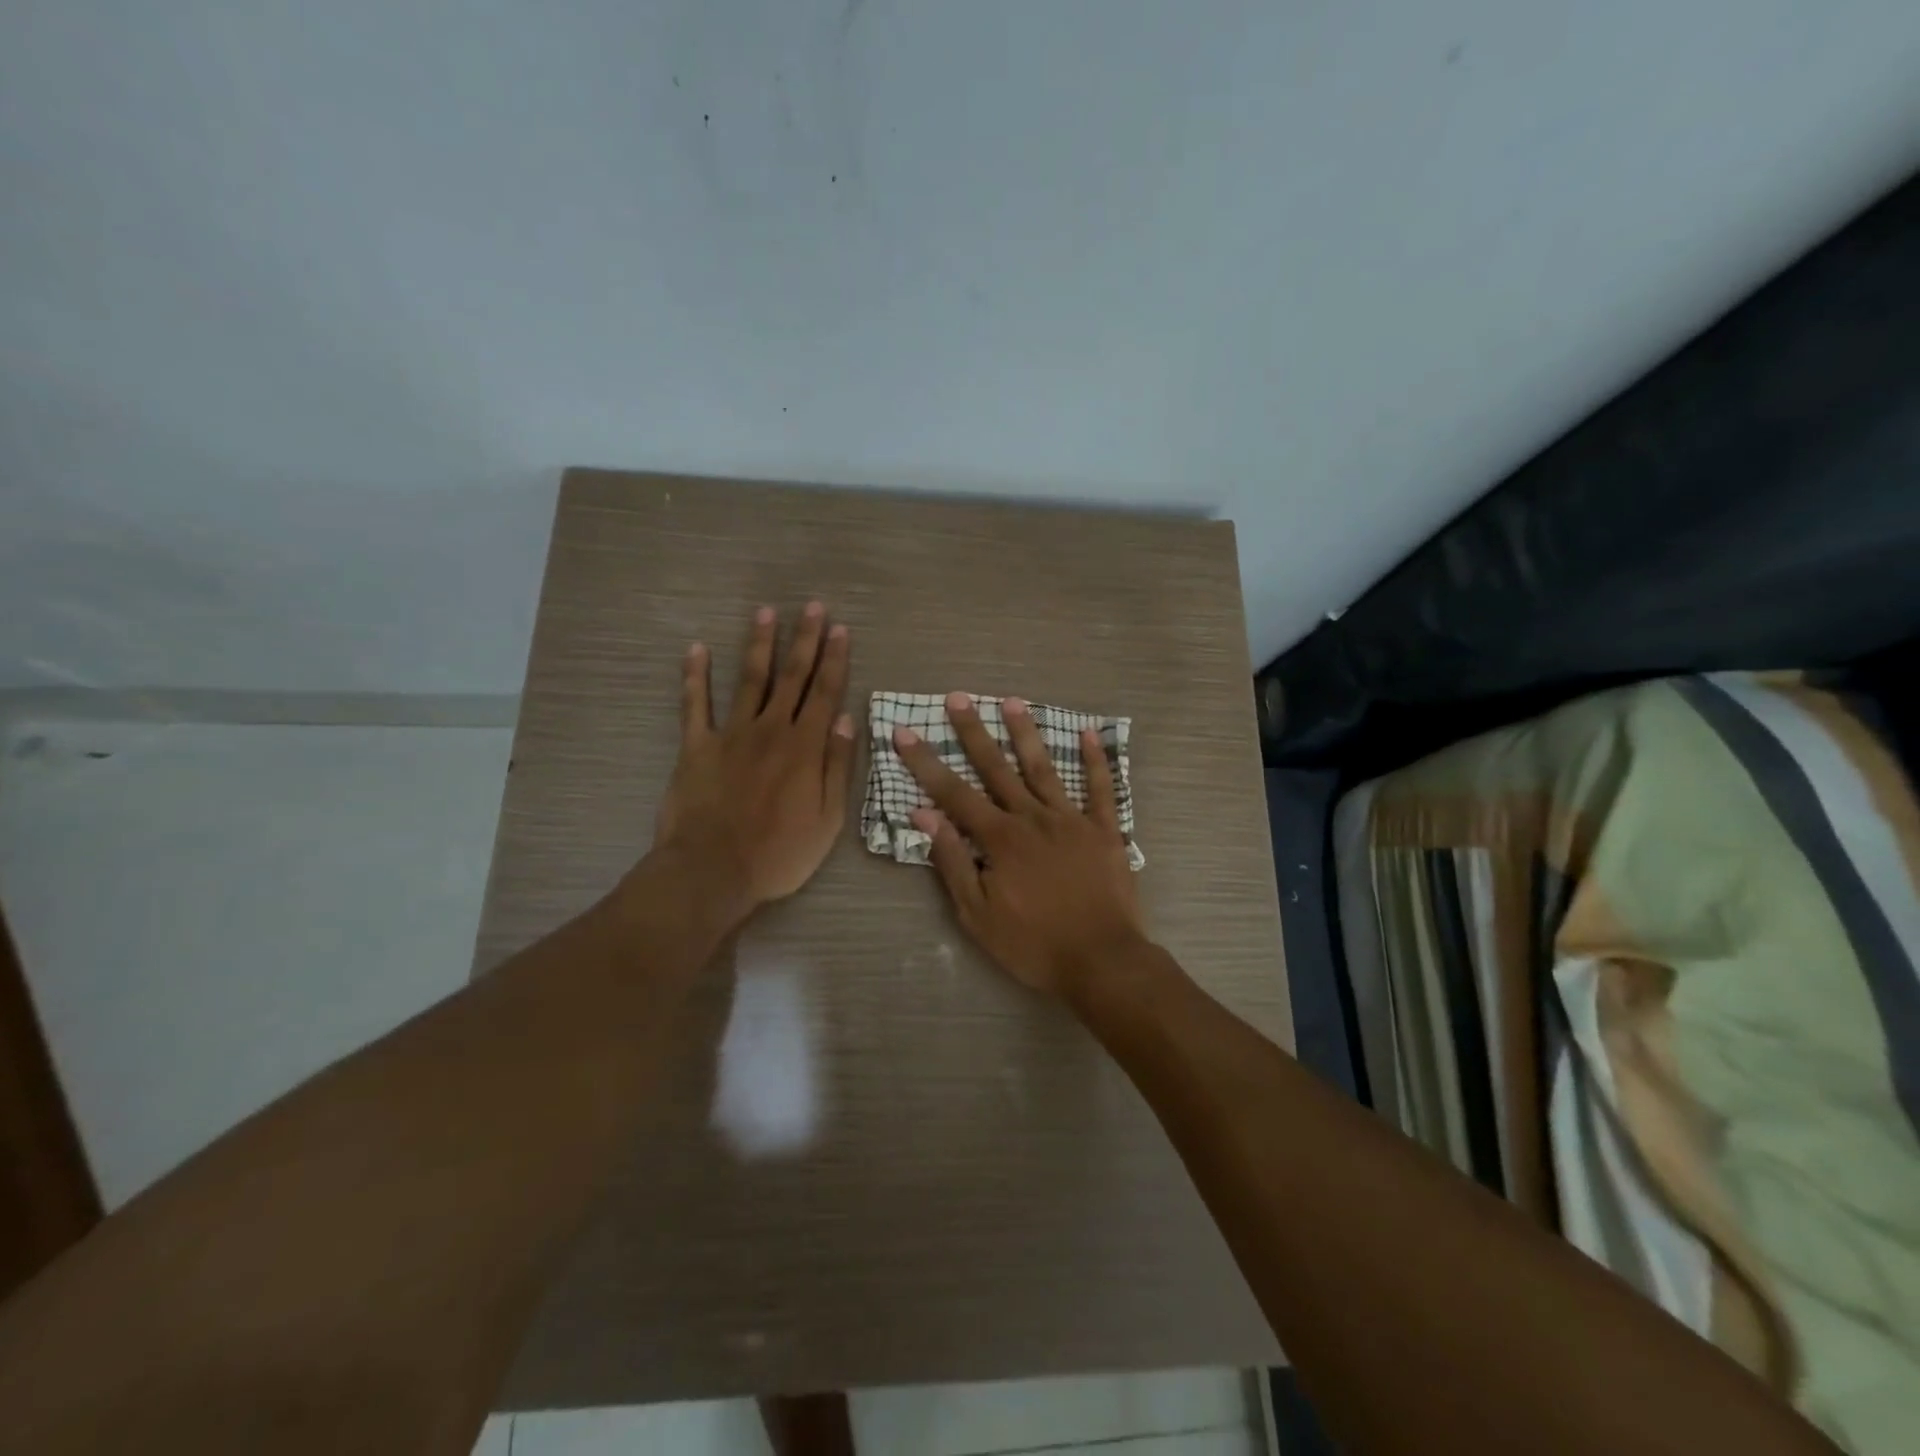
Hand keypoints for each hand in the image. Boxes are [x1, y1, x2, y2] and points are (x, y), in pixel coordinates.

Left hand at [653, 603, 855, 909]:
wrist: (713, 871)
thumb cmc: (779, 853)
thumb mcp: (828, 819)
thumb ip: (837, 766)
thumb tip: (845, 719)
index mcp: (805, 747)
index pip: (825, 693)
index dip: (834, 660)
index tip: (840, 629)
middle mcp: (771, 730)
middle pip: (791, 677)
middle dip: (804, 640)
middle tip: (812, 606)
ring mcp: (731, 734)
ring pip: (749, 680)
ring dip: (759, 645)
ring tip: (765, 612)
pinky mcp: (696, 746)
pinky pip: (694, 705)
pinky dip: (695, 676)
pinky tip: (696, 649)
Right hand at [892, 692, 1147, 996]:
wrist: (1102, 961)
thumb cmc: (1033, 944)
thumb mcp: (977, 914)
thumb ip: (951, 860)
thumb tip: (924, 814)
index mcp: (1000, 838)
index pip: (954, 793)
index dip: (926, 762)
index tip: (905, 732)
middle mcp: (1033, 818)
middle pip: (997, 768)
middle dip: (974, 733)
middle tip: (958, 699)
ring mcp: (1072, 820)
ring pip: (1044, 768)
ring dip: (1026, 733)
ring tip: (1011, 701)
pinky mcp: (1105, 830)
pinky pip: (1101, 789)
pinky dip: (1096, 761)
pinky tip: (1090, 733)